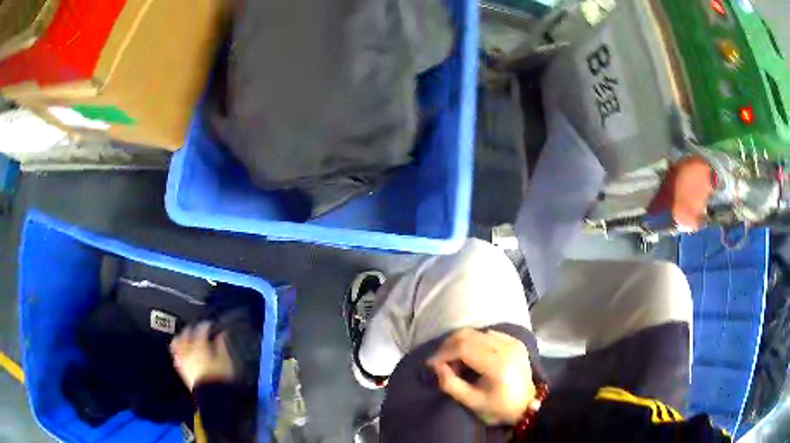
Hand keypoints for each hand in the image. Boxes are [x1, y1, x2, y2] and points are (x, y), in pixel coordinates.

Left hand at [170, 321, 233, 389]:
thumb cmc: (220, 377)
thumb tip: (221, 335)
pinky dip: (178, 351)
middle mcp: (188, 350)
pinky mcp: (181, 369)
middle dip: (190, 329)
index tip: (210, 325)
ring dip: (180, 338)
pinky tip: (181, 351)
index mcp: (200, 346)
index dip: (205, 325)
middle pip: (185, 334)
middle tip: (196, 328)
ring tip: (184, 337)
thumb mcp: (225, 360)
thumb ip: (221, 346)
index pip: (201, 330)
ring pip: (177, 343)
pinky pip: (176, 356)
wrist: (212, 396)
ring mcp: (183, 359)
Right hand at [427, 328, 535, 425]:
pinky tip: (471, 356)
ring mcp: (512, 342)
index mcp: (497, 365)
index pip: (464, 347)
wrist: (528, 405)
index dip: (443, 353)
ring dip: (460, 343)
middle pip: (469, 335)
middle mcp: (506, 348)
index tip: (431, 364)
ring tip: (455, 361)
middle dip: (449, 346)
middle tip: (440, 362)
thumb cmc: (499, 408)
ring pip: (477, 332)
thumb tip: (436, 366)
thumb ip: (450, 384)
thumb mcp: (471, 402)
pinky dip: (474, 342)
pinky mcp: (515, 341)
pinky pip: (488, 334)